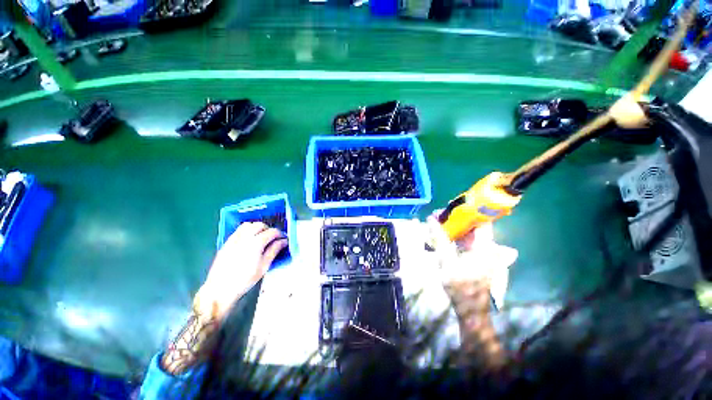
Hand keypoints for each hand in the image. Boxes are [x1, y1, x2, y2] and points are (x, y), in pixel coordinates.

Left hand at [194, 222, 287, 320]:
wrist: (219, 289)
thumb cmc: (244, 280)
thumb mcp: (264, 266)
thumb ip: (274, 251)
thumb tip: (283, 241)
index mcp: (256, 243)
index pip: (272, 232)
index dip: (279, 234)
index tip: (283, 239)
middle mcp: (245, 237)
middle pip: (259, 225)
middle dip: (268, 230)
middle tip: (272, 239)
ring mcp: (234, 239)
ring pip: (248, 225)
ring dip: (256, 228)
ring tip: (260, 237)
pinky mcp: (227, 243)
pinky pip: (238, 230)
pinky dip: (247, 231)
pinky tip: (249, 241)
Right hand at [427, 212, 516, 306]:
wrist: (470, 309)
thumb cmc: (460, 287)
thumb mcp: (446, 261)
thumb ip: (439, 239)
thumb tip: (431, 219)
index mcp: (485, 246)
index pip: (480, 219)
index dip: (466, 210)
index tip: (449, 207)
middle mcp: (489, 246)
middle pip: (473, 224)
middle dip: (455, 218)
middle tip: (437, 216)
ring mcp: (485, 252)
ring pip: (470, 232)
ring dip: (454, 226)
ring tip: (437, 223)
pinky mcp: (479, 257)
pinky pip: (468, 240)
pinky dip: (456, 236)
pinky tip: (444, 235)